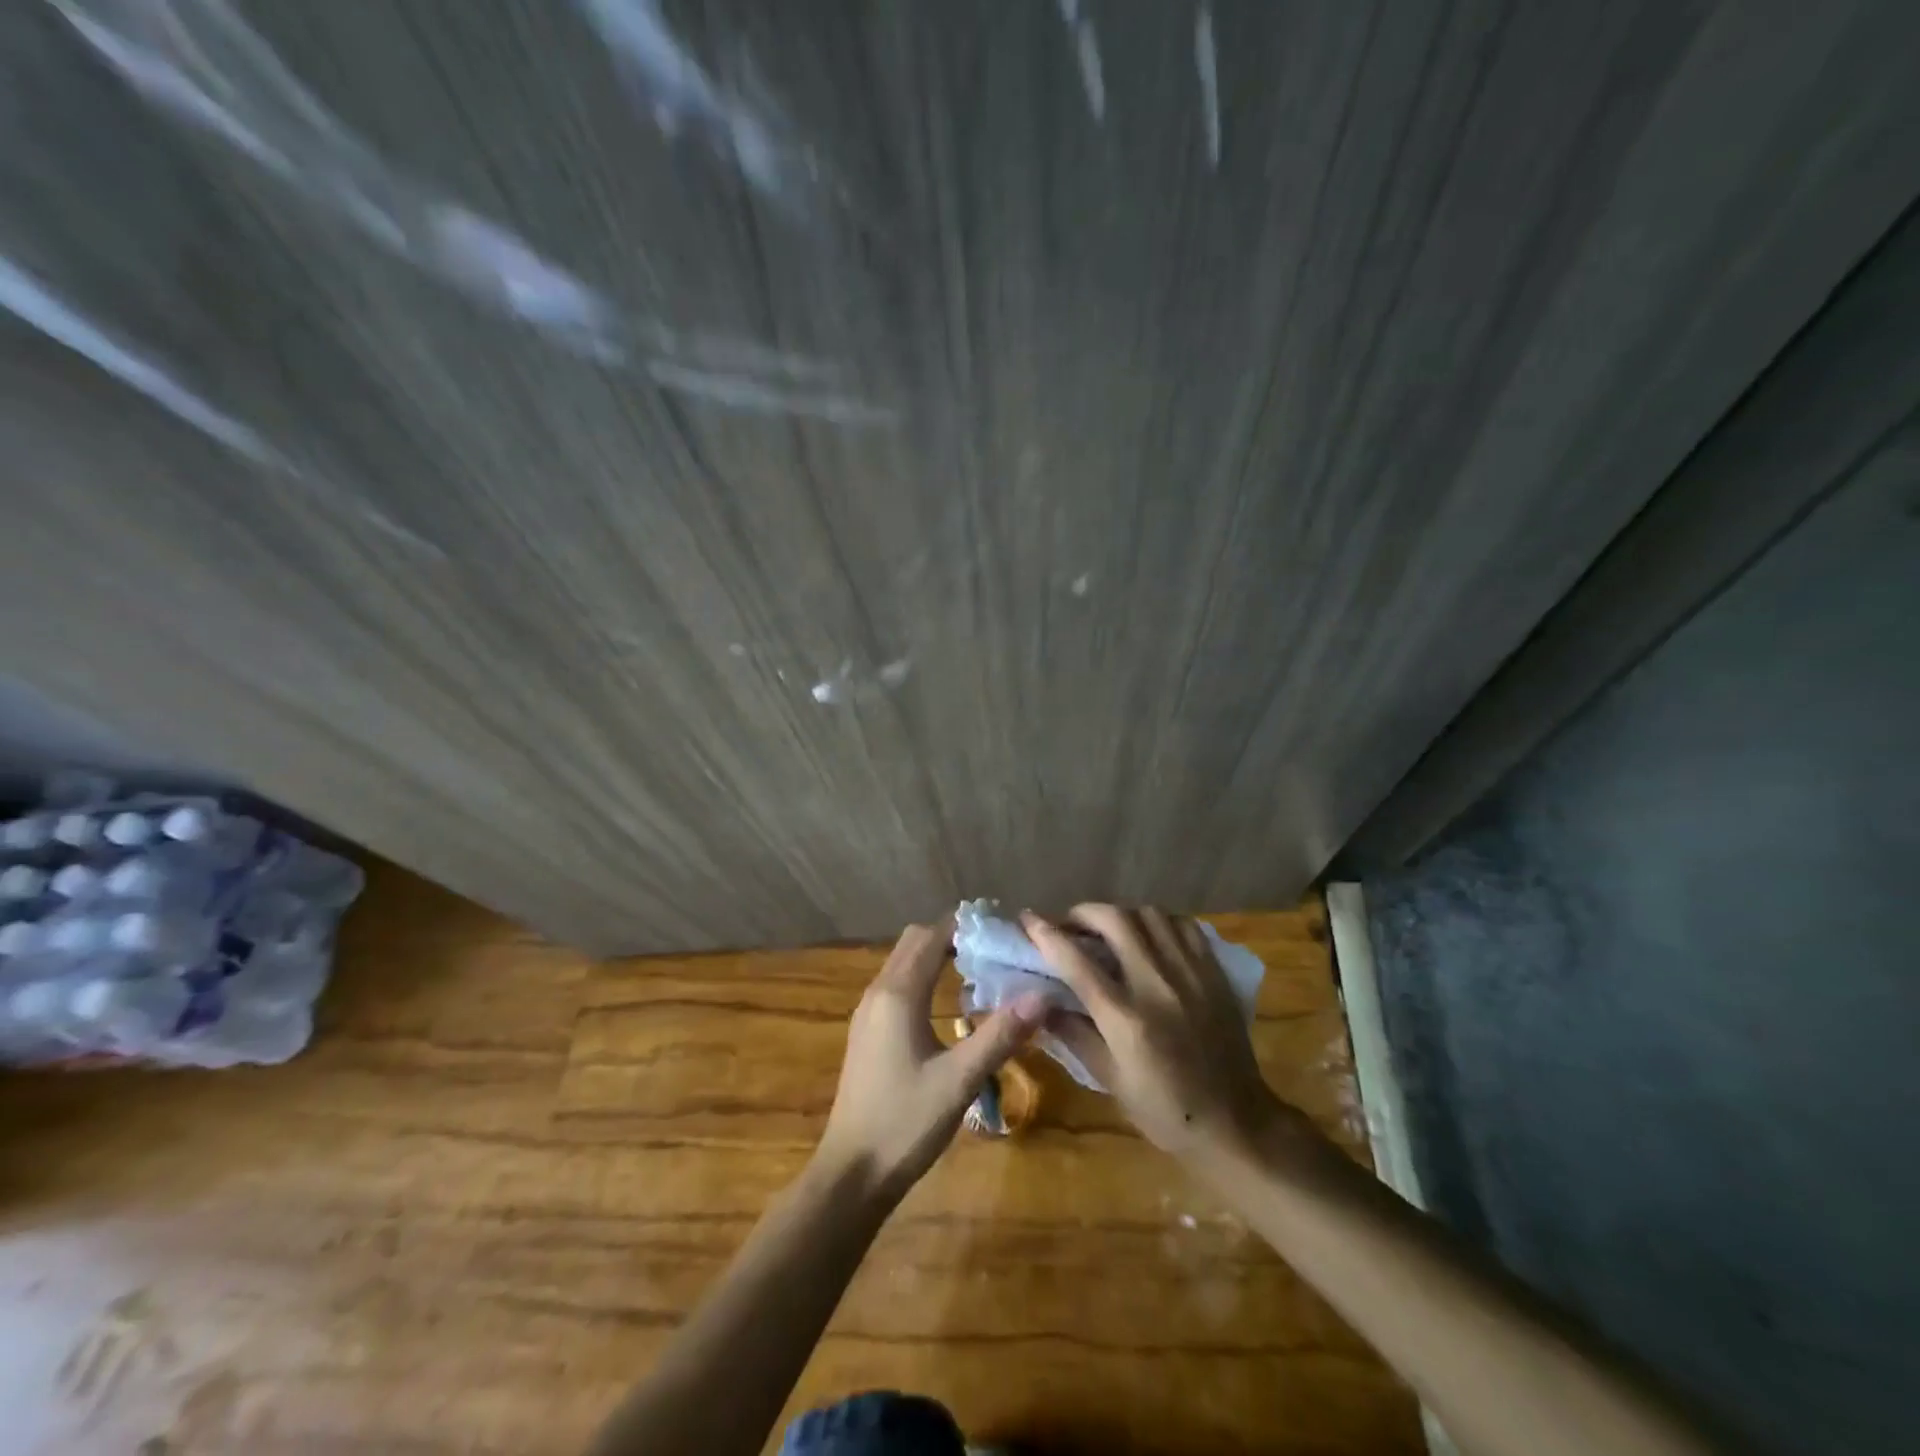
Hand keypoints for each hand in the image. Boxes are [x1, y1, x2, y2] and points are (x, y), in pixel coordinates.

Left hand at [815, 919, 1046, 1196]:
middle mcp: (879, 992)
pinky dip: (923, 977)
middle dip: (952, 936)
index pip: (932, 936)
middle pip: (915, 942)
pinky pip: (897, 985)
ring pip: (903, 963)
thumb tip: (1041, 995)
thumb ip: (1000, 1035)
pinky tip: (949, 1005)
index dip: (966, 925)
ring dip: (936, 956)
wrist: (851, 1173)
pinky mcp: (868, 1033)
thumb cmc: (905, 1123)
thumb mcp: (959, 1080)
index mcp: (898, 994)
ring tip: (979, 970)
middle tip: (995, 949)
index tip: (1003, 928)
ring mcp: (868, 1013)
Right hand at [1021, 905, 1304, 1161]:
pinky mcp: (1213, 973)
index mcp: (1126, 1018)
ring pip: (1150, 914)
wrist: (1236, 1123)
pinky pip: (1183, 926)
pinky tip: (1149, 936)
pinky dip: (1159, 922)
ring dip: (1120, 913)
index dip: (1046, 933)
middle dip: (1083, 913)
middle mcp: (1157, 985)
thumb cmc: (1166, 1110)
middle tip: (1070, 925)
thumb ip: (1074, 1034)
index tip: (1027, 919)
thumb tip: (1040, 1003)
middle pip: (1115, 920)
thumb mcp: (1110, 1080)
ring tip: (1108, 929)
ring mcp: (1190, 974)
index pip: (1076, 961)